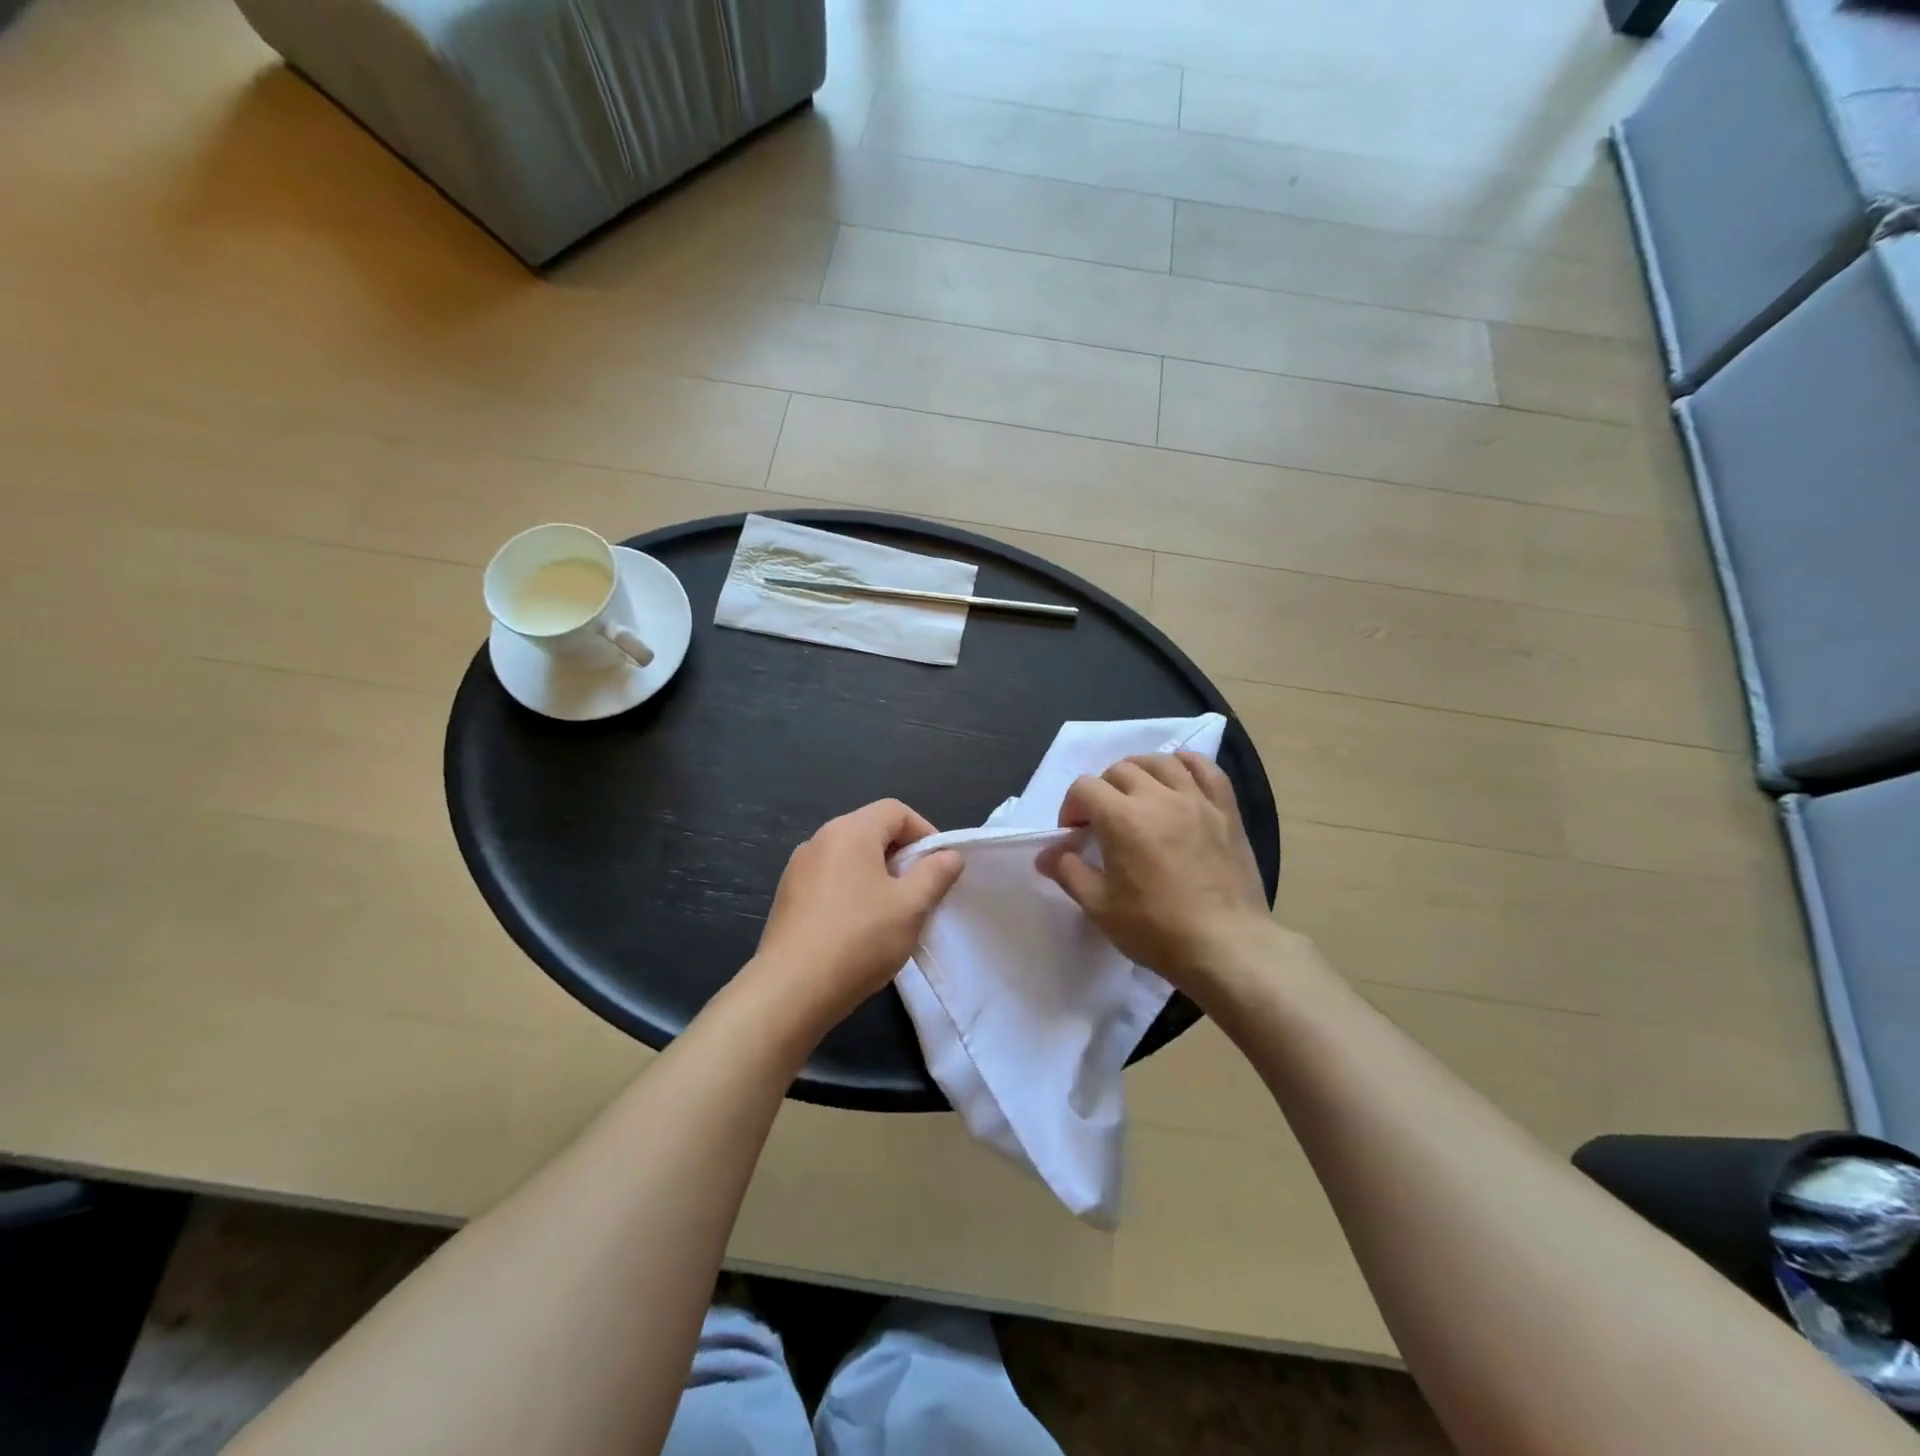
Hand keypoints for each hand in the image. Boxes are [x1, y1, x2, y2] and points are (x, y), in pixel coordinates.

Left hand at [749, 800, 963, 1032]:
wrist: (791, 991)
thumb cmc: (859, 939)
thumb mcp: (911, 906)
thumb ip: (935, 874)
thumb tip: (949, 855)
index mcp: (849, 831)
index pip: (895, 811)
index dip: (925, 832)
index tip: (939, 868)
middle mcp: (819, 840)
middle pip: (871, 831)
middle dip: (902, 856)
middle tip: (921, 892)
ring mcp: (798, 869)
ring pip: (850, 858)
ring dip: (877, 876)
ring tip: (893, 914)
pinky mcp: (787, 898)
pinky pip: (830, 881)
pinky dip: (852, 892)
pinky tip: (859, 929)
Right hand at [1039, 753, 1271, 996]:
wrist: (1226, 947)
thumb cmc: (1157, 929)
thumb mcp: (1099, 906)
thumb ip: (1068, 872)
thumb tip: (1045, 854)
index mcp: (1122, 819)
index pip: (1084, 787)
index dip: (1072, 807)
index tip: (1075, 835)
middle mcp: (1158, 797)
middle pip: (1120, 770)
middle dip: (1102, 790)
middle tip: (1103, 822)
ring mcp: (1196, 800)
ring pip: (1161, 762)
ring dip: (1139, 772)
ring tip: (1137, 796)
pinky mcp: (1225, 810)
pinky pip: (1207, 769)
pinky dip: (1187, 764)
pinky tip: (1178, 777)